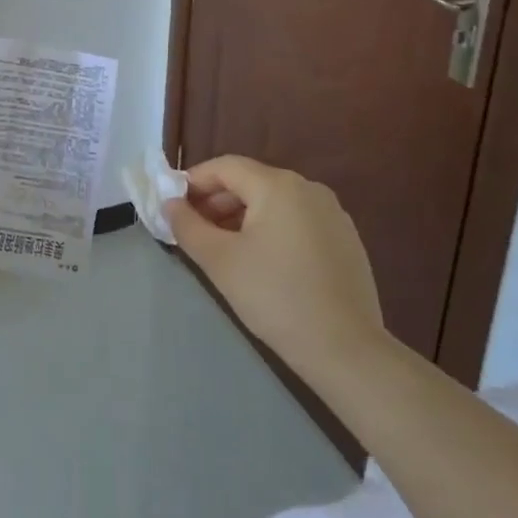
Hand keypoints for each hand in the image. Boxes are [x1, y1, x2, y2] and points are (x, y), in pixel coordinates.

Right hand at [165, 155, 385, 389]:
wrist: (347, 351)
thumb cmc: (275, 297)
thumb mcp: (219, 261)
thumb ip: (187, 226)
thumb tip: (169, 204)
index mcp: (278, 185)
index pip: (225, 167)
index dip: (193, 182)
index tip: (173, 206)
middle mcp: (308, 188)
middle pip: (250, 182)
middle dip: (216, 201)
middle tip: (193, 230)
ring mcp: (332, 214)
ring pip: (274, 202)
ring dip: (242, 217)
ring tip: (222, 248)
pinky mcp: (346, 240)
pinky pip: (297, 221)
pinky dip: (271, 230)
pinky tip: (261, 262)